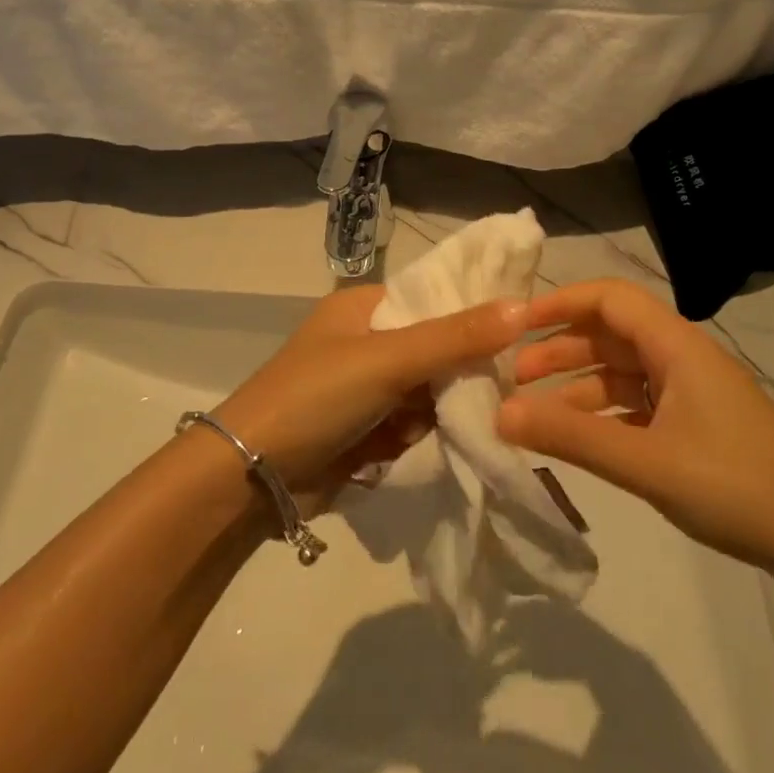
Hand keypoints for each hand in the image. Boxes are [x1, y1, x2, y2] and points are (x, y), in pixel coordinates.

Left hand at [213, 284, 526, 512]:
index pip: (437, 296)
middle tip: (493, 391)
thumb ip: (455, 337)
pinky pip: (414, 423)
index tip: (521, 333)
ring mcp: (368, 386)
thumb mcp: (387, 359)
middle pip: (438, 347)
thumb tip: (523, 306)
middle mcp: (370, 339)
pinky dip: (418, 435)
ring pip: (431, 390)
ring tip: (434, 424)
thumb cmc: (315, 397)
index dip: (476, 312)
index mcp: (368, 306)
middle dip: (458, 373)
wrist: (251, 476)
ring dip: (438, 410)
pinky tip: (411, 446)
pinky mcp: (368, 427)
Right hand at [494, 279, 773, 584]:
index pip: (608, 298)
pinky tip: (573, 440)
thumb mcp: (646, 462)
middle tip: (511, 377)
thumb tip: (499, 414)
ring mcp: (687, 393)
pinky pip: (633, 407)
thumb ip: (571, 437)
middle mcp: (678, 358)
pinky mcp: (693, 426)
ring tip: (530, 413)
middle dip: (558, 350)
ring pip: (618, 374)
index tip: (514, 324)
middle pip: (608, 335)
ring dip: (574, 387)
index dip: (559, 303)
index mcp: (674, 345)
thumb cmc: (736, 487)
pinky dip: (599, 416)